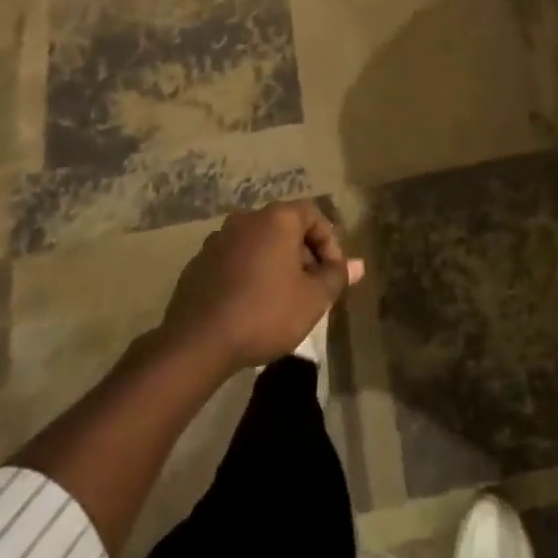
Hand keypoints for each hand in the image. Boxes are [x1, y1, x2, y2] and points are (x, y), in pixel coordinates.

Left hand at [160, 200, 364, 369]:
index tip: (332, 274)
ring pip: (258, 244)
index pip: (313, 214)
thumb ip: (337, 277)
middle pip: (285, 228)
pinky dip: (248, 274)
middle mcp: (247, 219)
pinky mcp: (198, 263)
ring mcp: (218, 239)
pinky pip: (234, 260)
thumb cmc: (265, 313)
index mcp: (277, 218)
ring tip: (282, 298)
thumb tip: (359, 265)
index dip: (329, 242)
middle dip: (302, 254)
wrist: (198, 342)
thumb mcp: (313, 299)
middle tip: (311, 288)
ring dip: (274, 264)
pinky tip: (250, 306)